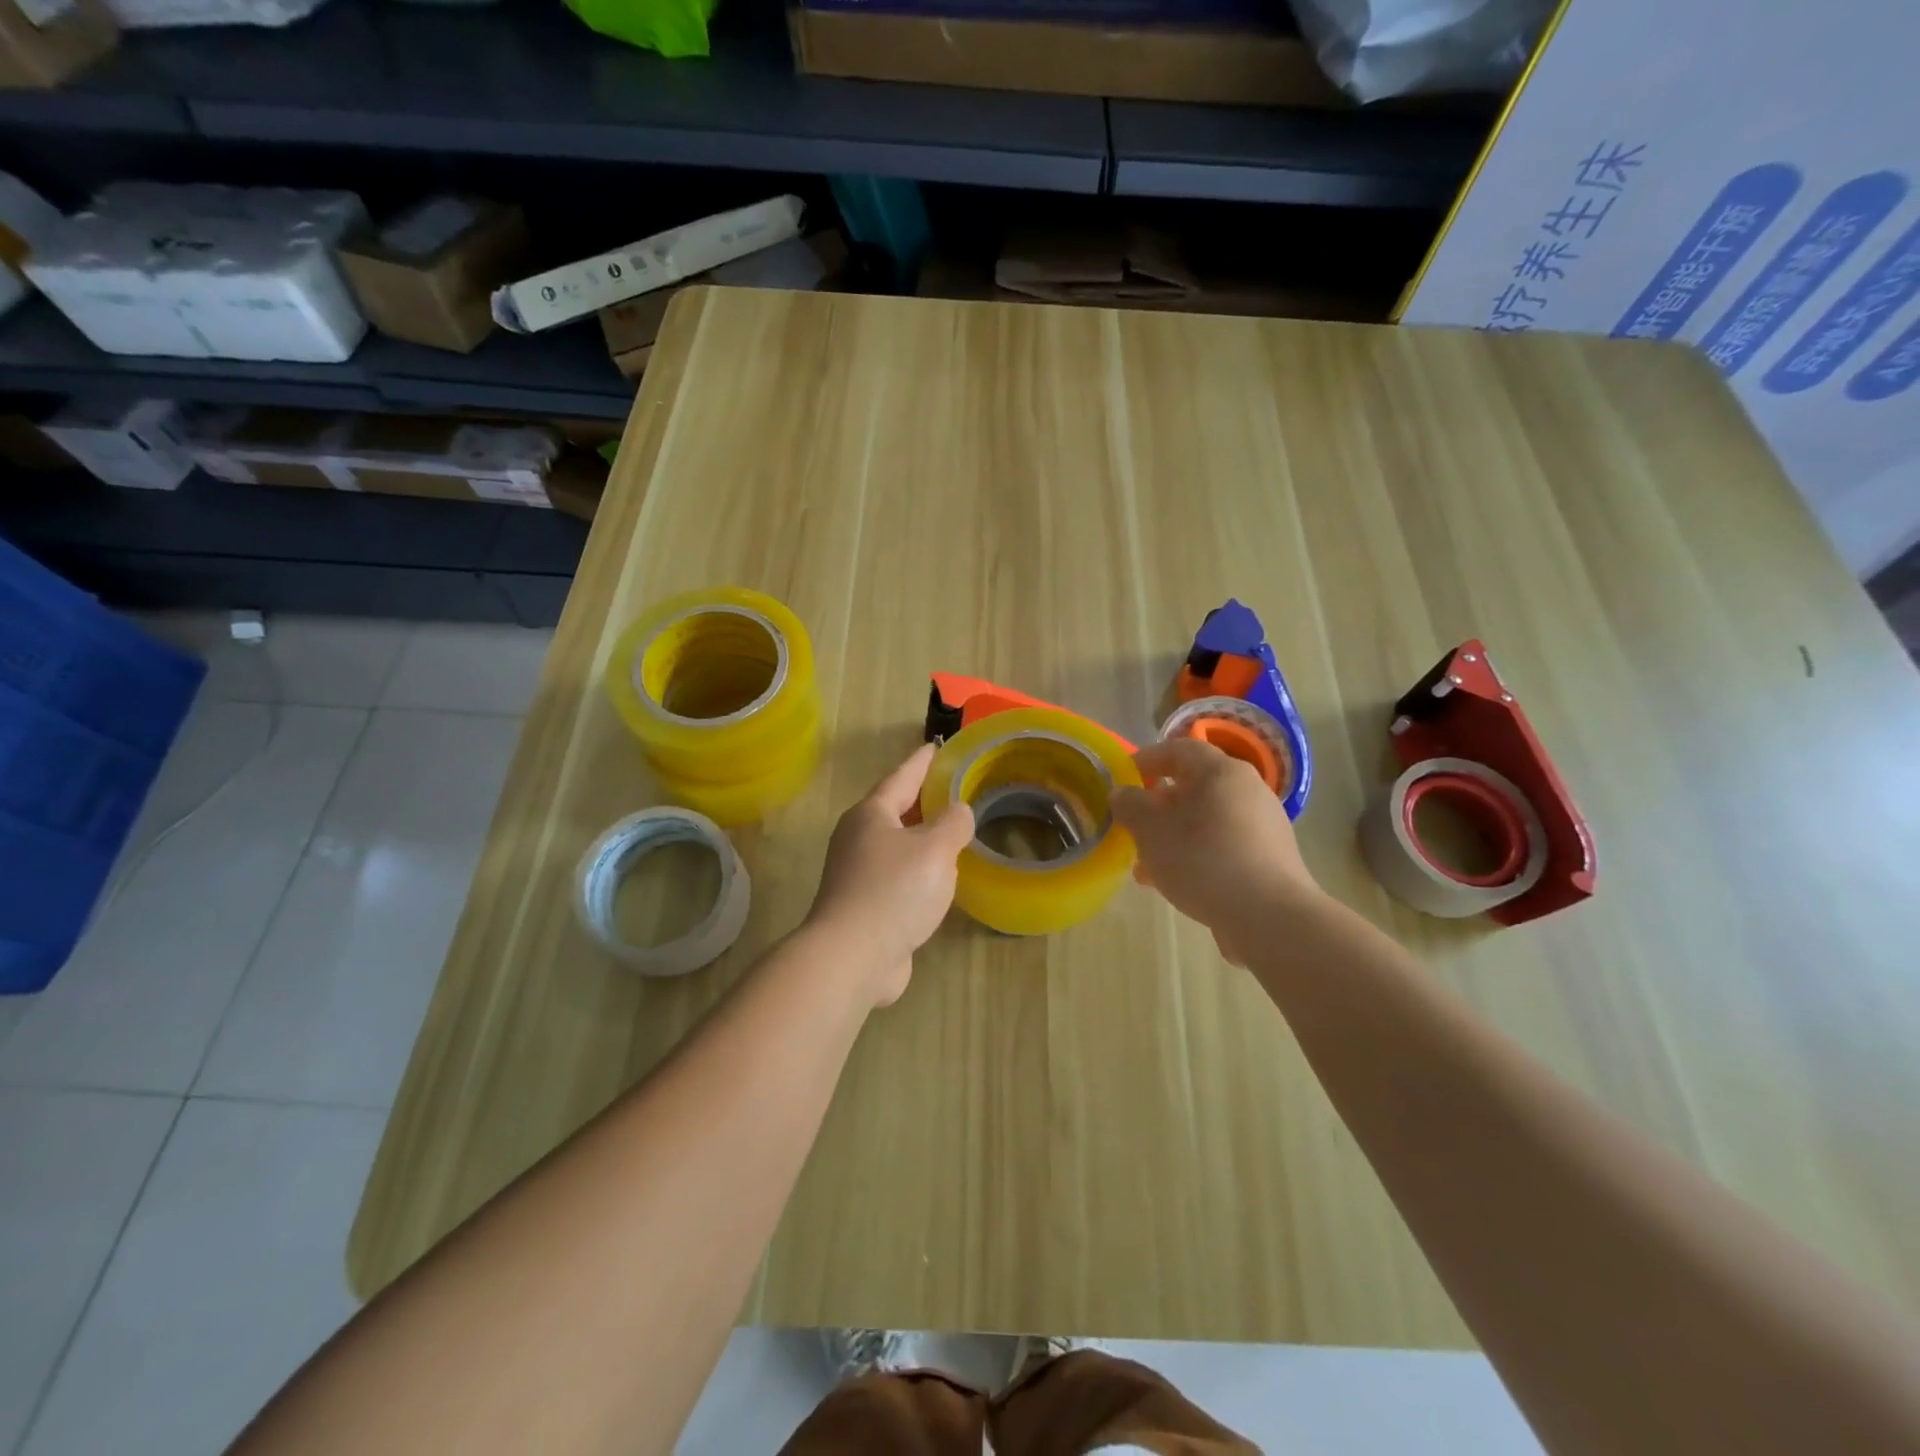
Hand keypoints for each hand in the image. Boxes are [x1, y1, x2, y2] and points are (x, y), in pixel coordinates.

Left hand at [805, 743, 975, 1006]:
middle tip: (954, 787)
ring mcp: (858, 873)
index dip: (922, 761)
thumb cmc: (893, 891)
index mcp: (871, 814)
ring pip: (897, 844)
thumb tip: (957, 812)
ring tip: (953, 831)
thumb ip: (953, 823)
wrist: (852, 957)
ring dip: (922, 837)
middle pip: (896, 809)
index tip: (937, 746)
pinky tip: (940, 878)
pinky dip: (920, 869)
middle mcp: (859, 838)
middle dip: (923, 799)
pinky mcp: (865, 905)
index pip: (902, 776)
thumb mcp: (934, 848)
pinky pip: (899, 875)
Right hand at [1111, 736, 1321, 964]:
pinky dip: (1196, 854)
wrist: (1269, 916)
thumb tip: (1122, 793)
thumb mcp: (1151, 830)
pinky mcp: (1269, 858)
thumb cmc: (1203, 860)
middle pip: (1194, 787)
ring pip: (1206, 820)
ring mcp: (1263, 825)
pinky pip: (1223, 845)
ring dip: (1173, 835)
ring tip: (1146, 865)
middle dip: (1158, 806)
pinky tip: (1175, 883)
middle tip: (1132, 825)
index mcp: (1222, 772)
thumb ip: (1130, 806)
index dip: (1147, 759)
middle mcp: (1248, 790)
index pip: (1180, 749)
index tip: (1123, 776)